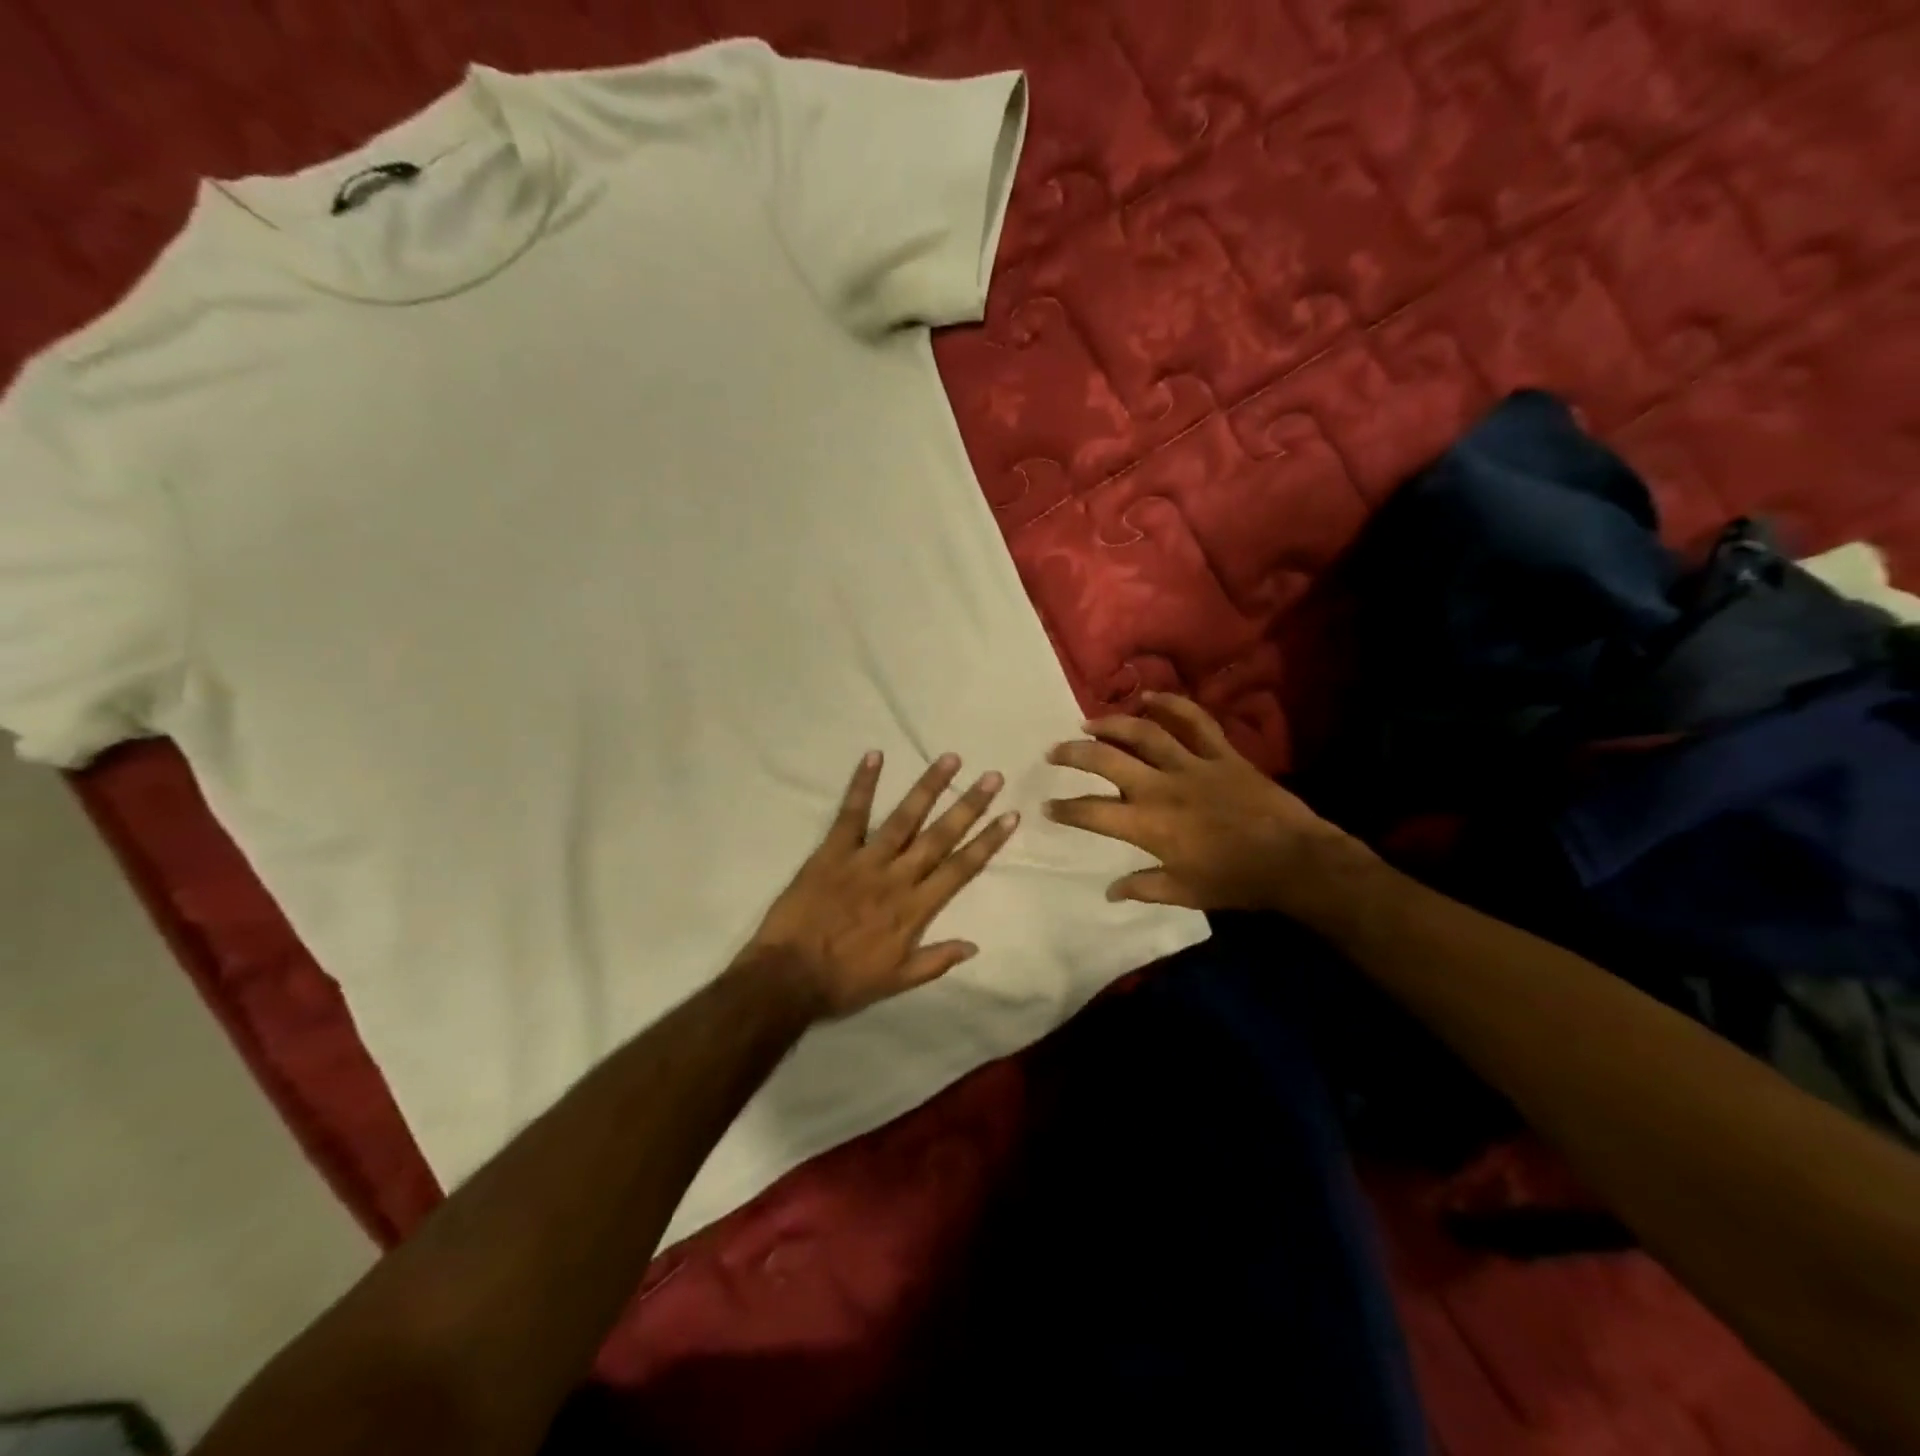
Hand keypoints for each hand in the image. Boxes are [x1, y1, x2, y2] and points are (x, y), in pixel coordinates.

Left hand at [744, 751, 1019, 1019]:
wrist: (789, 978)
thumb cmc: (844, 982)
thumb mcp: (897, 981)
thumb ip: (936, 961)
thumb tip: (974, 946)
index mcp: (915, 909)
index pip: (961, 869)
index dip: (987, 841)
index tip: (1010, 816)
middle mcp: (897, 878)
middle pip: (940, 836)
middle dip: (969, 805)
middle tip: (992, 777)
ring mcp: (865, 861)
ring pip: (904, 818)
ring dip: (928, 787)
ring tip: (950, 759)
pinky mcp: (832, 852)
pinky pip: (850, 814)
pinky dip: (862, 785)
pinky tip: (875, 756)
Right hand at [1043, 693, 1373, 916]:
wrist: (1294, 860)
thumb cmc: (1236, 881)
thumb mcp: (1184, 893)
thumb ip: (1143, 888)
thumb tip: (1110, 891)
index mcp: (1149, 825)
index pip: (1093, 812)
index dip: (1065, 809)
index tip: (1047, 806)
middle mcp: (1161, 787)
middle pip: (1107, 760)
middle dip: (1074, 754)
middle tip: (1054, 751)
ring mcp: (1192, 765)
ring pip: (1143, 732)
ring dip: (1111, 724)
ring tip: (1088, 723)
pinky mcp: (1220, 753)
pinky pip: (1194, 720)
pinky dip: (1171, 704)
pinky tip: (1149, 697)